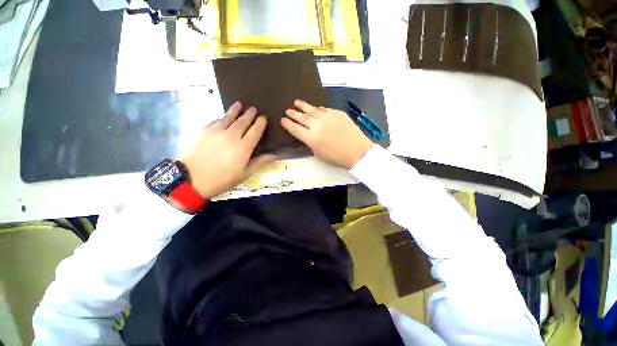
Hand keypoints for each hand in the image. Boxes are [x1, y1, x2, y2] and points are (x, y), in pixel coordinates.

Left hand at [178, 102, 276, 197]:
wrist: (192, 179)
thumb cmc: (222, 179)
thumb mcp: (245, 173)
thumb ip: (260, 161)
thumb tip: (275, 155)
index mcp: (243, 147)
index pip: (255, 131)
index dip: (260, 123)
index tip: (263, 118)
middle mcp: (232, 135)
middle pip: (243, 121)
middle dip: (250, 114)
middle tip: (253, 109)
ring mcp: (216, 131)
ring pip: (229, 117)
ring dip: (235, 110)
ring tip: (239, 104)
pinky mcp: (204, 130)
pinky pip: (216, 120)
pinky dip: (222, 118)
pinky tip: (223, 117)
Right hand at [281, 100, 374, 168]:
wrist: (356, 151)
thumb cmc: (336, 157)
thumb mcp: (318, 153)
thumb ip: (310, 143)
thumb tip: (306, 134)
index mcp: (311, 138)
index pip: (295, 129)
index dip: (288, 124)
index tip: (283, 120)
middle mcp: (316, 125)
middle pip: (302, 117)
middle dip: (293, 113)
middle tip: (288, 110)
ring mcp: (327, 117)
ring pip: (312, 109)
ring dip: (303, 106)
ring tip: (296, 102)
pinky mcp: (336, 113)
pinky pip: (324, 109)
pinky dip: (317, 109)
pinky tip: (315, 108)